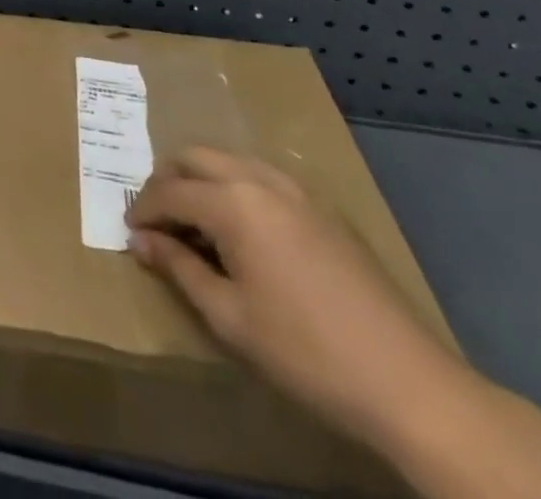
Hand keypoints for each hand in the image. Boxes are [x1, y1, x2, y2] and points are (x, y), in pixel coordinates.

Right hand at [125, 146, 474, 453]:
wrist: (409, 383)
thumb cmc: (305, 352)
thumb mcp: (229, 317)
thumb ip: (179, 269)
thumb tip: (141, 241)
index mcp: (233, 202)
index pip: (169, 191)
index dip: (144, 210)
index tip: (132, 233)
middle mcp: (260, 179)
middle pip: (196, 157)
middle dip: (168, 181)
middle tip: (158, 220)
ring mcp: (297, 189)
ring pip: (231, 159)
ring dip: (203, 179)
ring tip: (196, 220)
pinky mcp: (324, 207)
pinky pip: (264, 176)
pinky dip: (238, 186)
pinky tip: (244, 228)